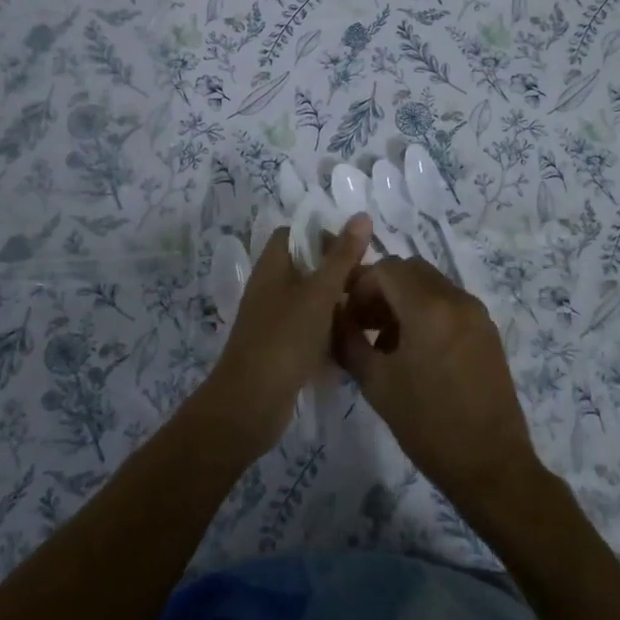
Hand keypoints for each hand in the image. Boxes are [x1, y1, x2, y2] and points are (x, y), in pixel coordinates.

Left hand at [194, 215, 371, 456]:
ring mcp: (273, 320)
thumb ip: (342, 256)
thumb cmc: (284, 338)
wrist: (250, 404)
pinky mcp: (280, 349)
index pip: (296, 235)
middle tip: (369, 287)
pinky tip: (353, 343)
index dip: (325, 237)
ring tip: (368, 314)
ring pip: (310, 301)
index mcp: (272, 266)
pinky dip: (328, 333)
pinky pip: (308, 330)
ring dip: (336, 305)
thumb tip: (362, 215)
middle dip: (337, 274)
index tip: (355, 254)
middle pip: (306, 268)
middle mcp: (270, 288)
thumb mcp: (319, 293)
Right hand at [336, 258, 547, 523]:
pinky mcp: (487, 331)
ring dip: (404, 299)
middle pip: (410, 269)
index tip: (347, 317)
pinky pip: (449, 303)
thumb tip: (335, 318)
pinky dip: (427, 311)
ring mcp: (476, 313)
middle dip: (381, 288)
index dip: (359, 286)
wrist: (491, 466)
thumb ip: (349, 342)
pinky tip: (415, 351)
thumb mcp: (377, 384)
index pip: (385, 268)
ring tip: (386, 342)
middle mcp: (456, 299)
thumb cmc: (428, 425)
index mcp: (428, 307)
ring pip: (431, 284)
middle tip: (363, 323)